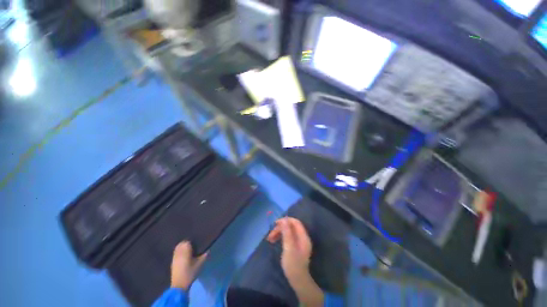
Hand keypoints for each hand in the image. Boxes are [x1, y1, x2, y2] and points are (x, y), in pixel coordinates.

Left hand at [170, 241, 207, 290]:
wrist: (179, 285)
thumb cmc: (190, 273)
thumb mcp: (200, 264)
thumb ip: (204, 255)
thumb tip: (208, 249)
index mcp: (185, 250)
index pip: (187, 241)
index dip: (192, 241)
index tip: (196, 242)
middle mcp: (179, 252)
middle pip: (181, 243)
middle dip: (186, 243)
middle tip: (193, 245)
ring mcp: (174, 257)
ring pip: (177, 248)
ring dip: (182, 247)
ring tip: (188, 250)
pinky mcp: (172, 262)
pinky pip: (175, 253)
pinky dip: (179, 252)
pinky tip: (183, 256)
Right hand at [267, 218, 323, 306]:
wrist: (298, 281)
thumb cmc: (293, 265)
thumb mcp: (289, 248)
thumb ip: (287, 233)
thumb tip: (284, 220)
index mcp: (303, 237)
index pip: (295, 222)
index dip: (286, 220)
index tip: (275, 223)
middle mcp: (302, 237)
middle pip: (291, 227)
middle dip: (280, 228)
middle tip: (270, 234)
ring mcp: (299, 242)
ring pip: (288, 232)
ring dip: (279, 233)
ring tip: (270, 238)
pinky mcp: (295, 246)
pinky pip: (287, 237)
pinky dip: (281, 237)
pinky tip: (274, 240)